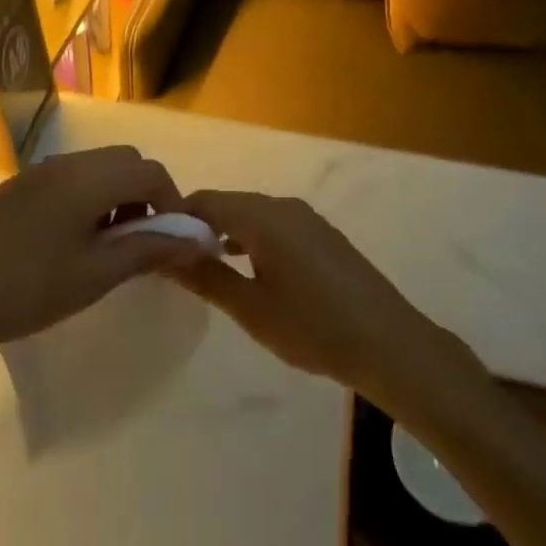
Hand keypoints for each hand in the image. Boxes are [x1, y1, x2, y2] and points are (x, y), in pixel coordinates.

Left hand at [0, 147, 214, 360]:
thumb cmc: (30, 289)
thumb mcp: (97, 274)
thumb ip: (149, 250)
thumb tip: (198, 239)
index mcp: (89, 179)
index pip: (150, 172)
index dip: (172, 202)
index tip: (172, 241)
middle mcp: (67, 163)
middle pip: (125, 160)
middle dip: (144, 194)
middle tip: (140, 240)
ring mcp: (39, 171)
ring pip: (97, 166)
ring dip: (116, 194)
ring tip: (107, 243)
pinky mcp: (19, 186)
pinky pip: (70, 176)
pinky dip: (88, 196)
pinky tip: (71, 239)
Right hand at [168, 190, 465, 401]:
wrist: (390, 343)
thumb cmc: (314, 328)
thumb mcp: (252, 309)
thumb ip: (207, 277)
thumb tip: (166, 254)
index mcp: (262, 217)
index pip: (205, 201)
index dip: (176, 217)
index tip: (155, 244)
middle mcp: (283, 205)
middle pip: (228, 203)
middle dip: (200, 226)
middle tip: (177, 261)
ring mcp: (306, 217)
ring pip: (251, 213)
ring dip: (226, 233)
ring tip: (206, 267)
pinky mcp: (321, 233)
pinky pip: (274, 223)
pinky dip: (251, 237)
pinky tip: (248, 268)